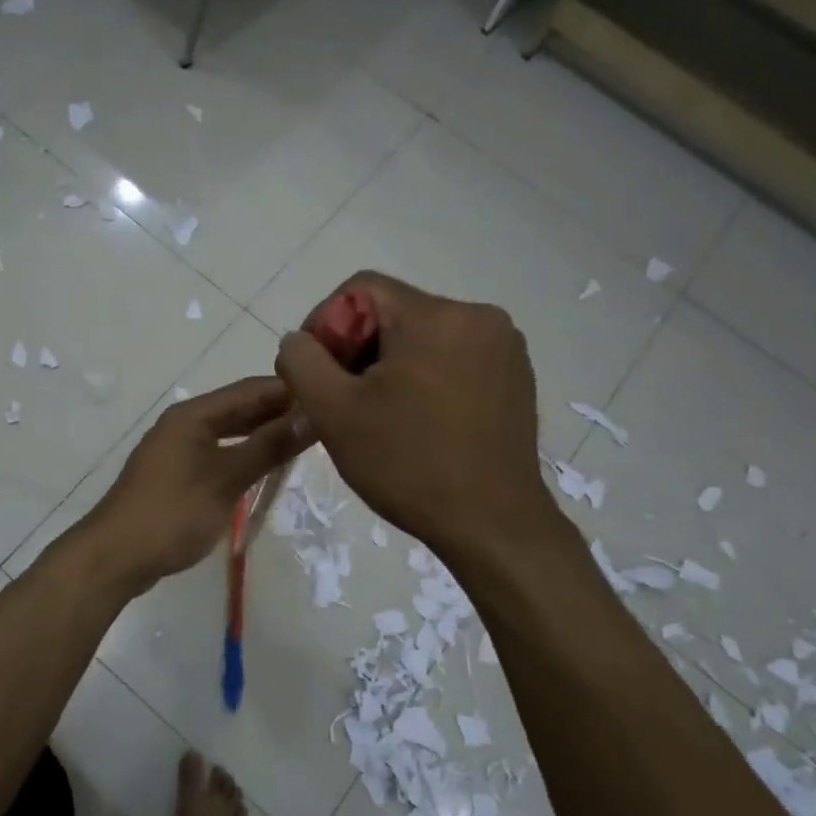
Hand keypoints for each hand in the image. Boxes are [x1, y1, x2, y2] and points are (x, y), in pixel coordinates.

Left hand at [81, 377, 310, 594]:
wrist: (116, 556)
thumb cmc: (173, 512)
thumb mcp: (226, 478)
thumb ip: (268, 447)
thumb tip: (311, 417)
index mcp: (194, 414)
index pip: (251, 389)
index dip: (289, 390)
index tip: (329, 395)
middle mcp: (185, 423)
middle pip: (240, 408)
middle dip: (279, 411)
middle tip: (324, 420)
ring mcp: (179, 449)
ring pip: (230, 431)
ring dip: (263, 434)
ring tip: (303, 441)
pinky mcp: (177, 474)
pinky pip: (219, 453)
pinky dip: (244, 454)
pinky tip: (266, 467)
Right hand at [275, 272, 556, 565]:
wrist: (493, 526)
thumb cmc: (409, 465)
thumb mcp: (334, 412)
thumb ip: (301, 361)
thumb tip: (299, 340)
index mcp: (437, 316)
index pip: (360, 289)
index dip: (325, 324)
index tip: (317, 374)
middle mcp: (479, 316)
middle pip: (393, 312)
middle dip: (358, 349)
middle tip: (343, 400)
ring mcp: (504, 347)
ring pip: (423, 336)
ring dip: (390, 365)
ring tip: (378, 414)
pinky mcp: (516, 376)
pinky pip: (454, 357)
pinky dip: (425, 377)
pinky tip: (418, 420)